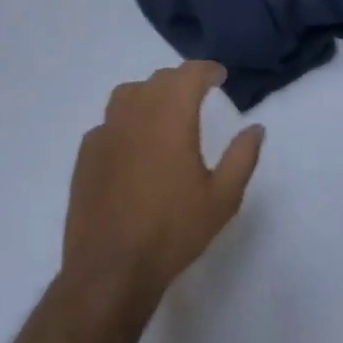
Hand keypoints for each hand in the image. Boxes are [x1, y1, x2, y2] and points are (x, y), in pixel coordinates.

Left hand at [61, 62, 265, 316]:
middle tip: (197, 96)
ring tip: (162, 114)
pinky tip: (132, 147)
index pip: (190, 73)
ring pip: (128, 94)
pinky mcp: (86, 156)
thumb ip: (242, 156)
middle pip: (160, 79)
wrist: (110, 272)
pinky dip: (124, 123)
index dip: (208, 70)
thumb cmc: (172, 231)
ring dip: (149, 95)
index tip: (220, 77)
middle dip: (181, 81)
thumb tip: (256, 128)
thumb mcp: (223, 198)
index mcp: (171, 116)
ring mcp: (106, 133)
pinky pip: (108, 124)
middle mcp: (137, 113)